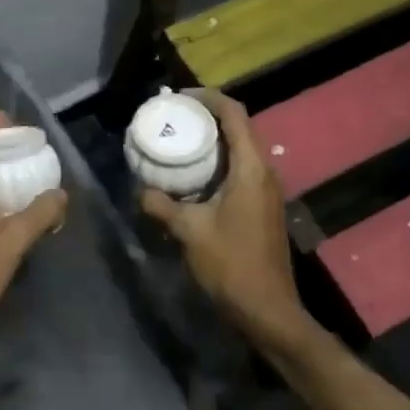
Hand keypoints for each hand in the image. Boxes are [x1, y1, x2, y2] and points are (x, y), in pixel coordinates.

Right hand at [138, 92, 310, 352]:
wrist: (268, 311)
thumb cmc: (231, 265)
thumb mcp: (189, 231)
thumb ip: (161, 205)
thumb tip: (141, 190)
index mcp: (251, 169)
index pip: (234, 114)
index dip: (208, 98)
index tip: (180, 97)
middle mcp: (264, 172)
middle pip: (239, 127)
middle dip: (207, 116)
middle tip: (174, 116)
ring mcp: (267, 191)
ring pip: (240, 149)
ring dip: (213, 140)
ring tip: (179, 140)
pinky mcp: (263, 207)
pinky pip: (240, 169)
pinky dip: (218, 162)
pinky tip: (193, 176)